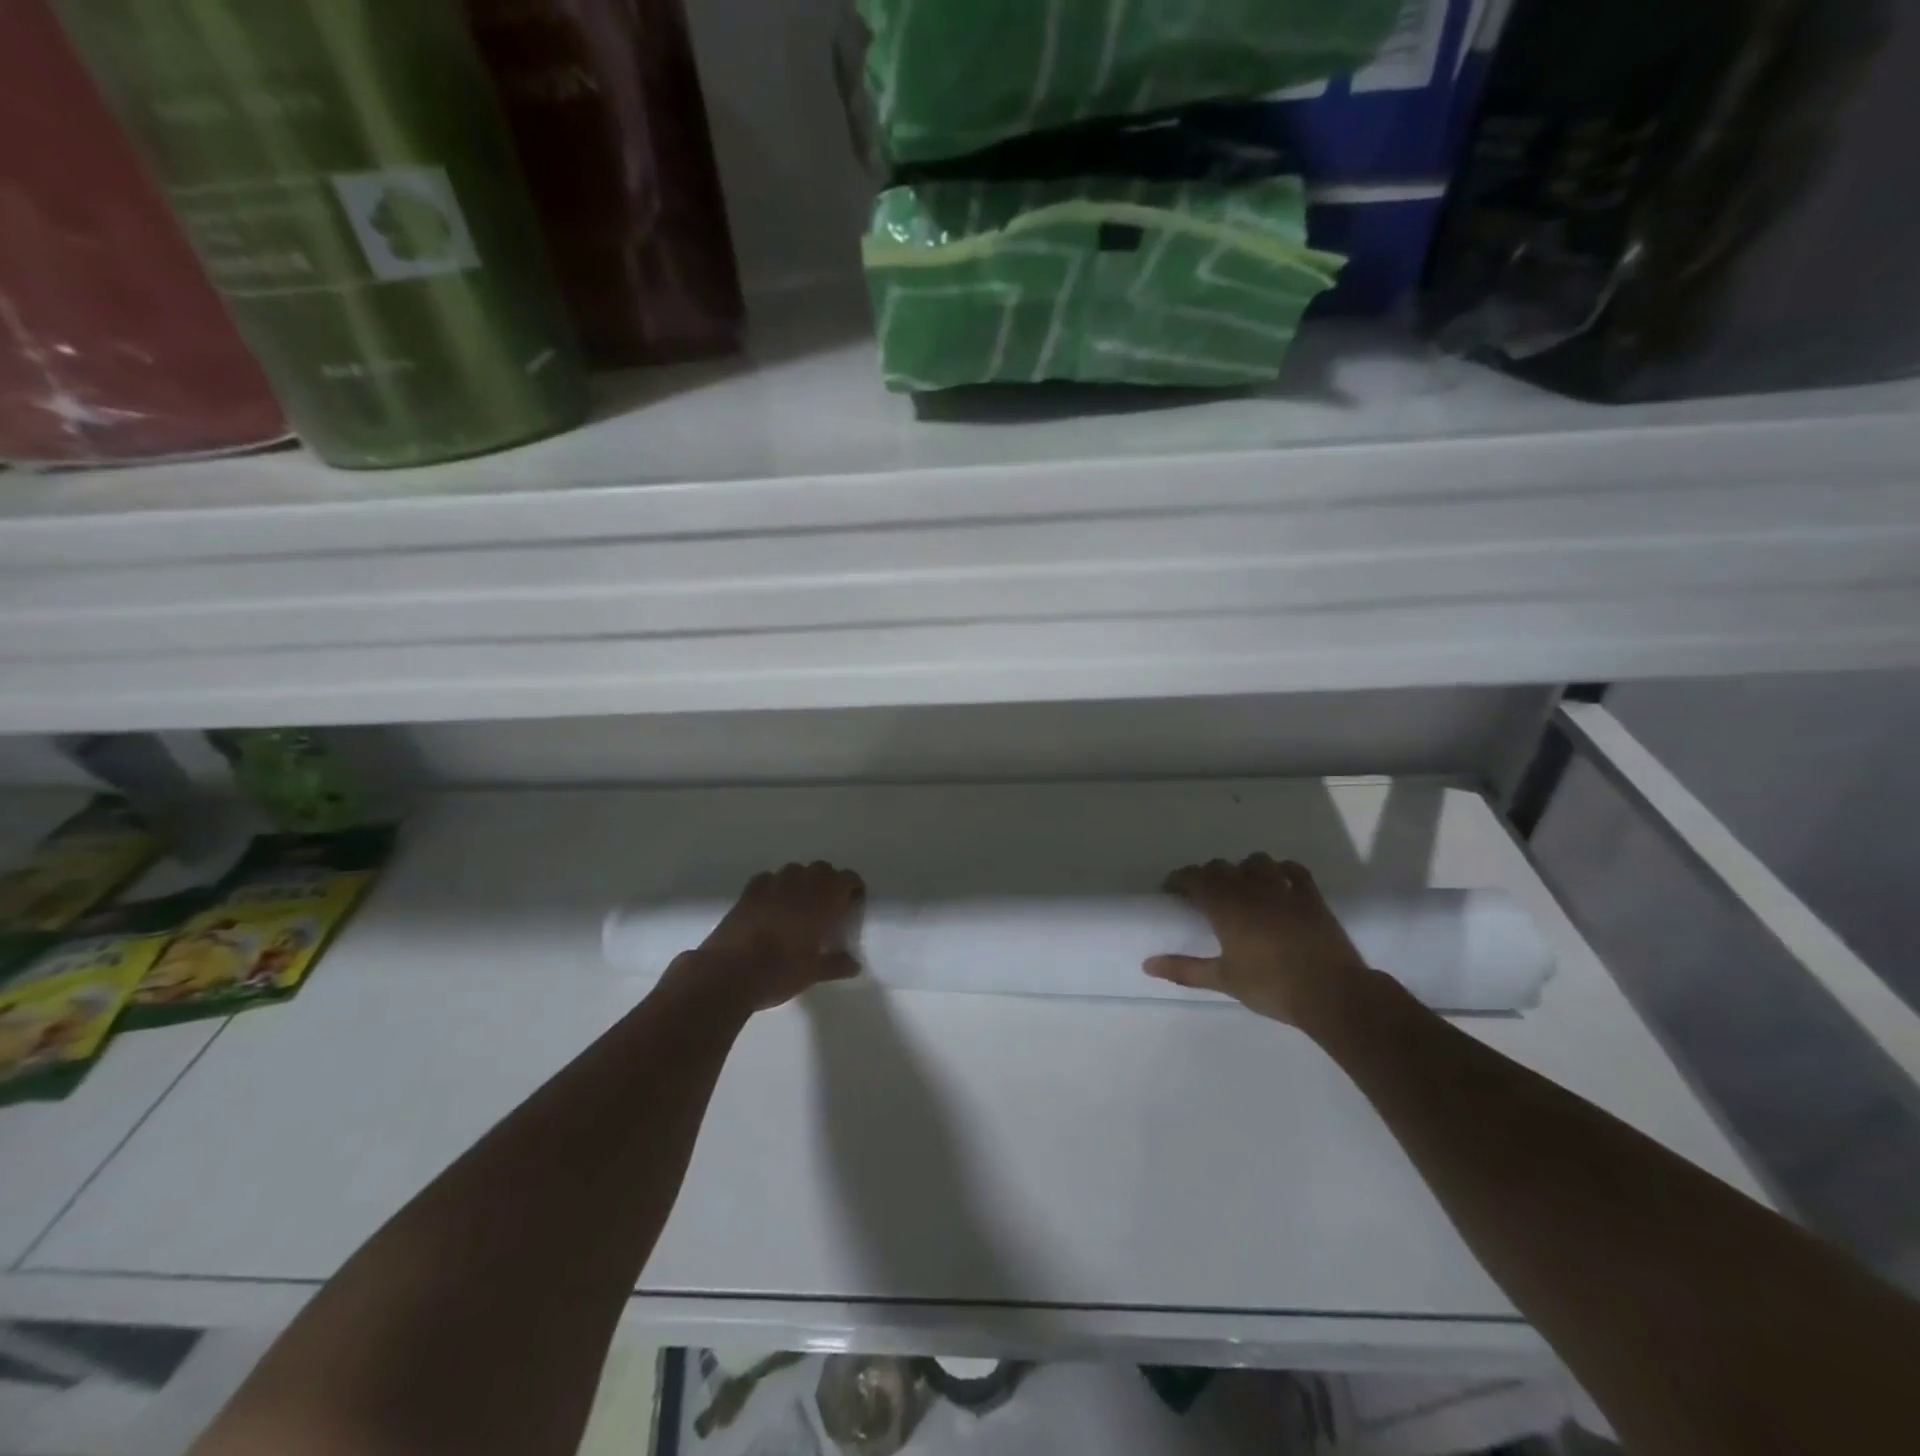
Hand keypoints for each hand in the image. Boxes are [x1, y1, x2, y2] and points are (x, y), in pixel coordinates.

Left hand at [667, 862, 865, 1013]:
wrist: (728, 973)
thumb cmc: (779, 972)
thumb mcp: (813, 973)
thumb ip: (836, 965)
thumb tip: (854, 965)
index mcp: (824, 900)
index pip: (847, 878)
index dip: (852, 888)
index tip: (853, 904)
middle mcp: (801, 884)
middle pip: (822, 869)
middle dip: (828, 882)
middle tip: (828, 906)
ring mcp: (772, 884)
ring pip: (795, 870)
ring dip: (802, 882)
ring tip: (799, 905)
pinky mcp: (749, 891)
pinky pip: (768, 879)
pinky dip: (775, 887)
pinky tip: (771, 905)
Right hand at [1146, 854, 1368, 1026]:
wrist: (1332, 994)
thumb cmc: (1272, 986)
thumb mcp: (1223, 980)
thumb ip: (1184, 969)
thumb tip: (1147, 965)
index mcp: (1226, 906)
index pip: (1194, 878)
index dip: (1179, 879)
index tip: (1171, 891)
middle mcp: (1252, 889)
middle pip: (1222, 867)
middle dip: (1208, 875)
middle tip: (1203, 895)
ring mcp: (1284, 890)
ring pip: (1258, 861)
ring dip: (1244, 869)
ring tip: (1242, 886)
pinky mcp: (1311, 897)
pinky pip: (1295, 870)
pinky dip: (1282, 870)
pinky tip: (1280, 881)